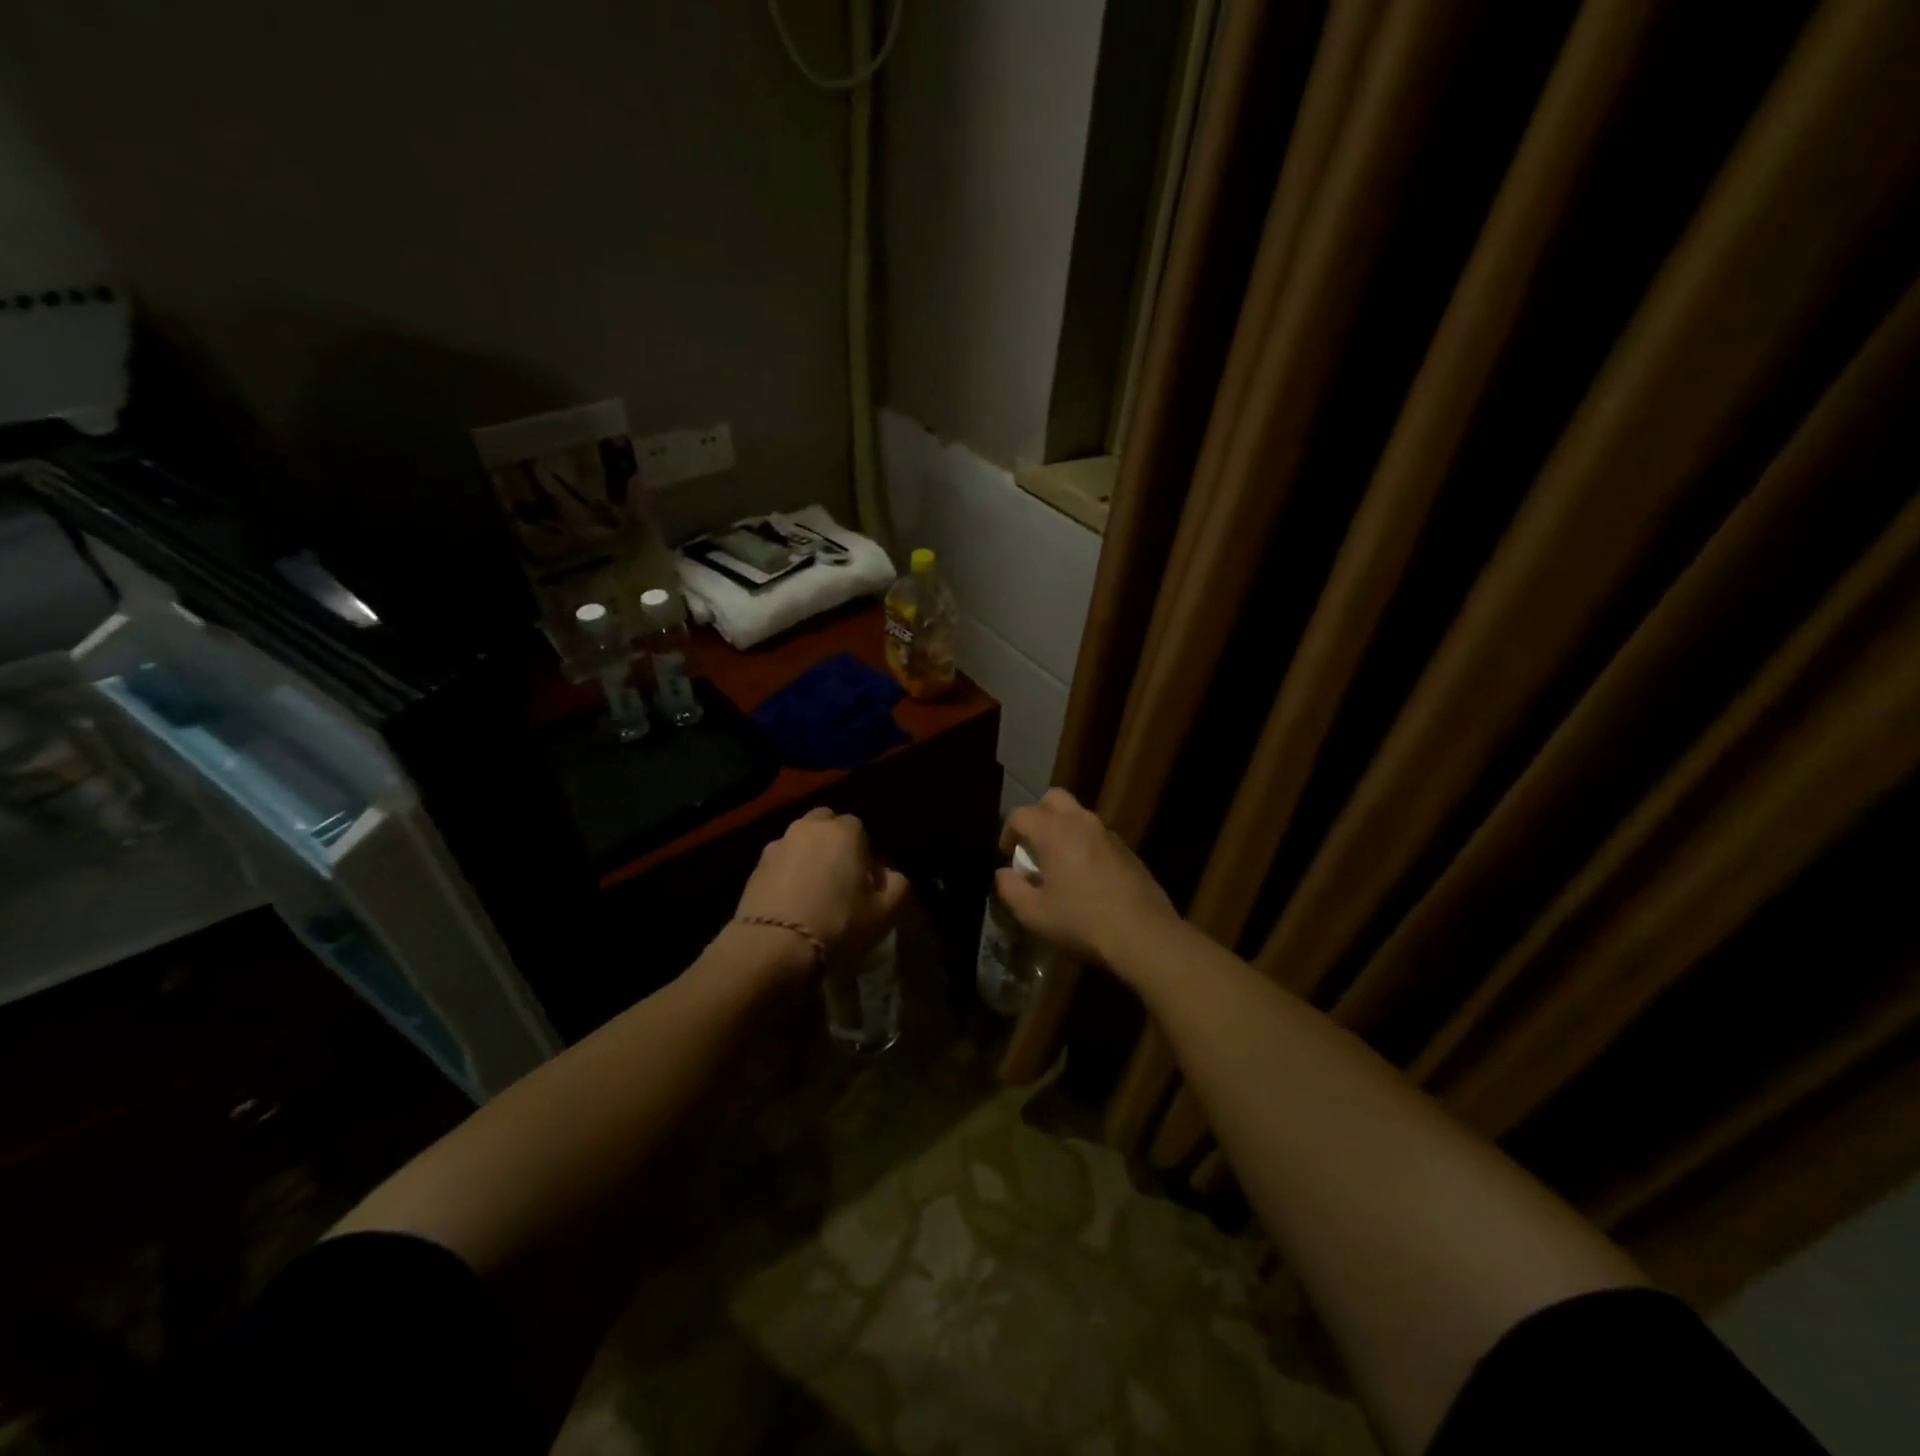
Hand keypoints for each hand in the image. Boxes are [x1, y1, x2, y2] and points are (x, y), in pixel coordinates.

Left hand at [734, 807, 909, 975]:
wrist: (774, 947)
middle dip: (833, 844)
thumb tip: (888, 874)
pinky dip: (786, 875)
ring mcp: (778, 845)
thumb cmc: (838, 924)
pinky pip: (779, 863)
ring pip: (800, 842)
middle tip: (838, 880)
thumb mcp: (886, 912)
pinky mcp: (754, 867)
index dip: (864, 855)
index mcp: (844, 831)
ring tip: (811, 893)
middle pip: (826, 825)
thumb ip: (898, 885)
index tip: (864, 883)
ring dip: (807, 857)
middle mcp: (809, 828)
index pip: (860, 830)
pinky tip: (790, 904)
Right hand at [996, 788, 1176, 968]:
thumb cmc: (1081, 921)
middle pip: (1053, 799)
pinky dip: (1084, 844)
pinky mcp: (1127, 850)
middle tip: (1032, 845)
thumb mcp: (1034, 914)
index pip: (1021, 814)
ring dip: (1062, 829)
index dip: (1008, 831)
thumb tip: (1003, 873)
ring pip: (1078, 815)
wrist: (1142, 934)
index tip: (1006, 854)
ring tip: (1058, 862)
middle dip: (1037, 815)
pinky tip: (1085, 876)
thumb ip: (1010, 889)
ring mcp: (1108, 834)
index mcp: (1054, 832)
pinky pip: (1097, 835)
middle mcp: (1082, 822)